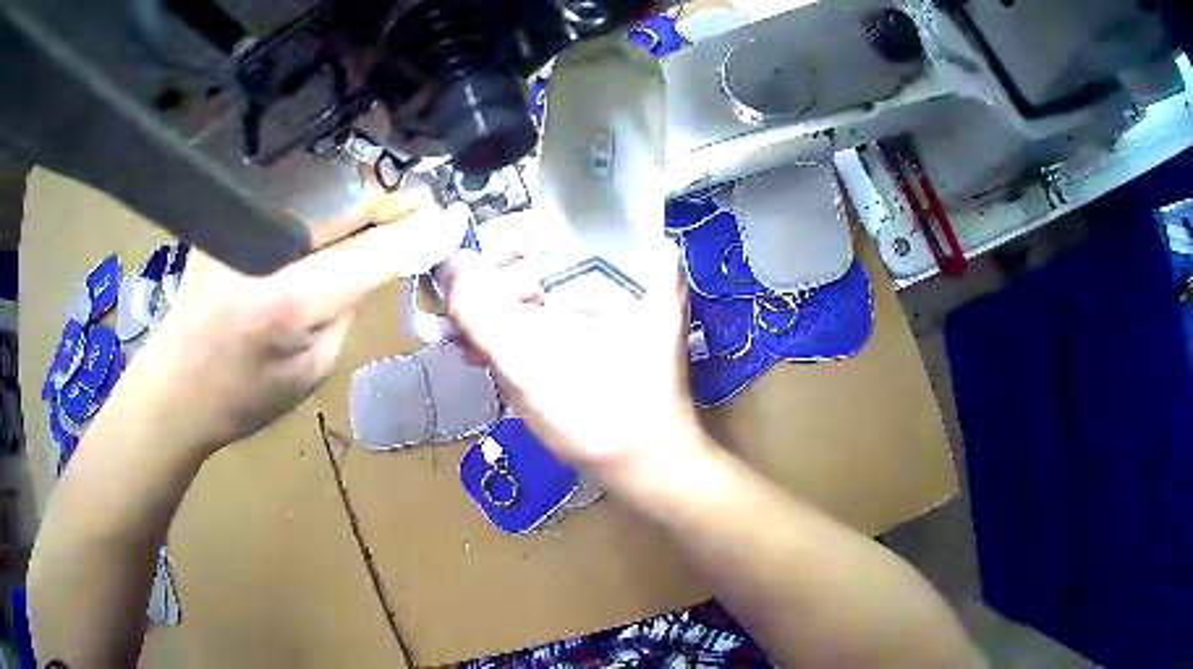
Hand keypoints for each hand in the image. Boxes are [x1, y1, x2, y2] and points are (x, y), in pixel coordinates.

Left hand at [138, 192, 467, 454]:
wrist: (177, 389)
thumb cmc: (244, 397)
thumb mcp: (310, 370)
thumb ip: (343, 310)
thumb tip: (369, 268)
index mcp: (292, 299)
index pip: (373, 253)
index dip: (418, 235)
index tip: (456, 220)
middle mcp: (269, 248)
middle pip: (349, 211)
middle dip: (393, 208)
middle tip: (427, 208)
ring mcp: (244, 228)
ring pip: (322, 203)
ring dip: (362, 207)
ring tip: (394, 212)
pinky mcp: (229, 223)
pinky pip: (292, 210)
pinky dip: (324, 214)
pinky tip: (339, 222)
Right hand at [442, 239, 707, 485]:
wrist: (647, 469)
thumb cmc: (598, 416)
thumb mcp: (528, 360)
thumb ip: (479, 307)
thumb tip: (446, 260)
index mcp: (634, 255)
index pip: (549, 222)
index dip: (494, 248)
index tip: (455, 284)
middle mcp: (635, 261)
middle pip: (545, 252)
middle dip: (494, 290)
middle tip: (459, 328)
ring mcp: (627, 292)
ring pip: (547, 281)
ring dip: (502, 312)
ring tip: (473, 348)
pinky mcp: (615, 319)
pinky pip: (559, 304)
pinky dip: (525, 324)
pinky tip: (497, 353)